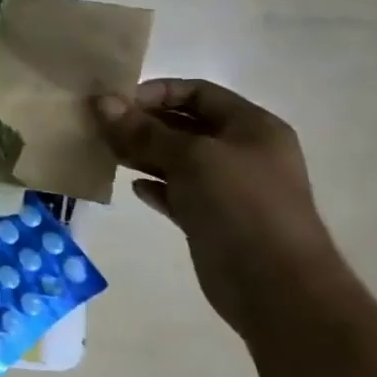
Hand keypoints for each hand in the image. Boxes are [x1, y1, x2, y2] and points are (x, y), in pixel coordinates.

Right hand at [92, 78, 346, 334]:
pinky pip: (176, 192)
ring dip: (142, 154)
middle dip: (143, 123)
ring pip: (176, 159)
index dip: (158, 92)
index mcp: (251, 127)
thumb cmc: (241, 205)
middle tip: (101, 128)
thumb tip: (101, 102)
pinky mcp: (211, 218)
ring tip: (107, 154)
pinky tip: (132, 188)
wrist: (275, 285)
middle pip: (185, 125)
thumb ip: (144, 130)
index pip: (199, 93)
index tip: (118, 104)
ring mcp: (228, 188)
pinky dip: (154, 186)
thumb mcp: (191, 157)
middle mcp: (242, 152)